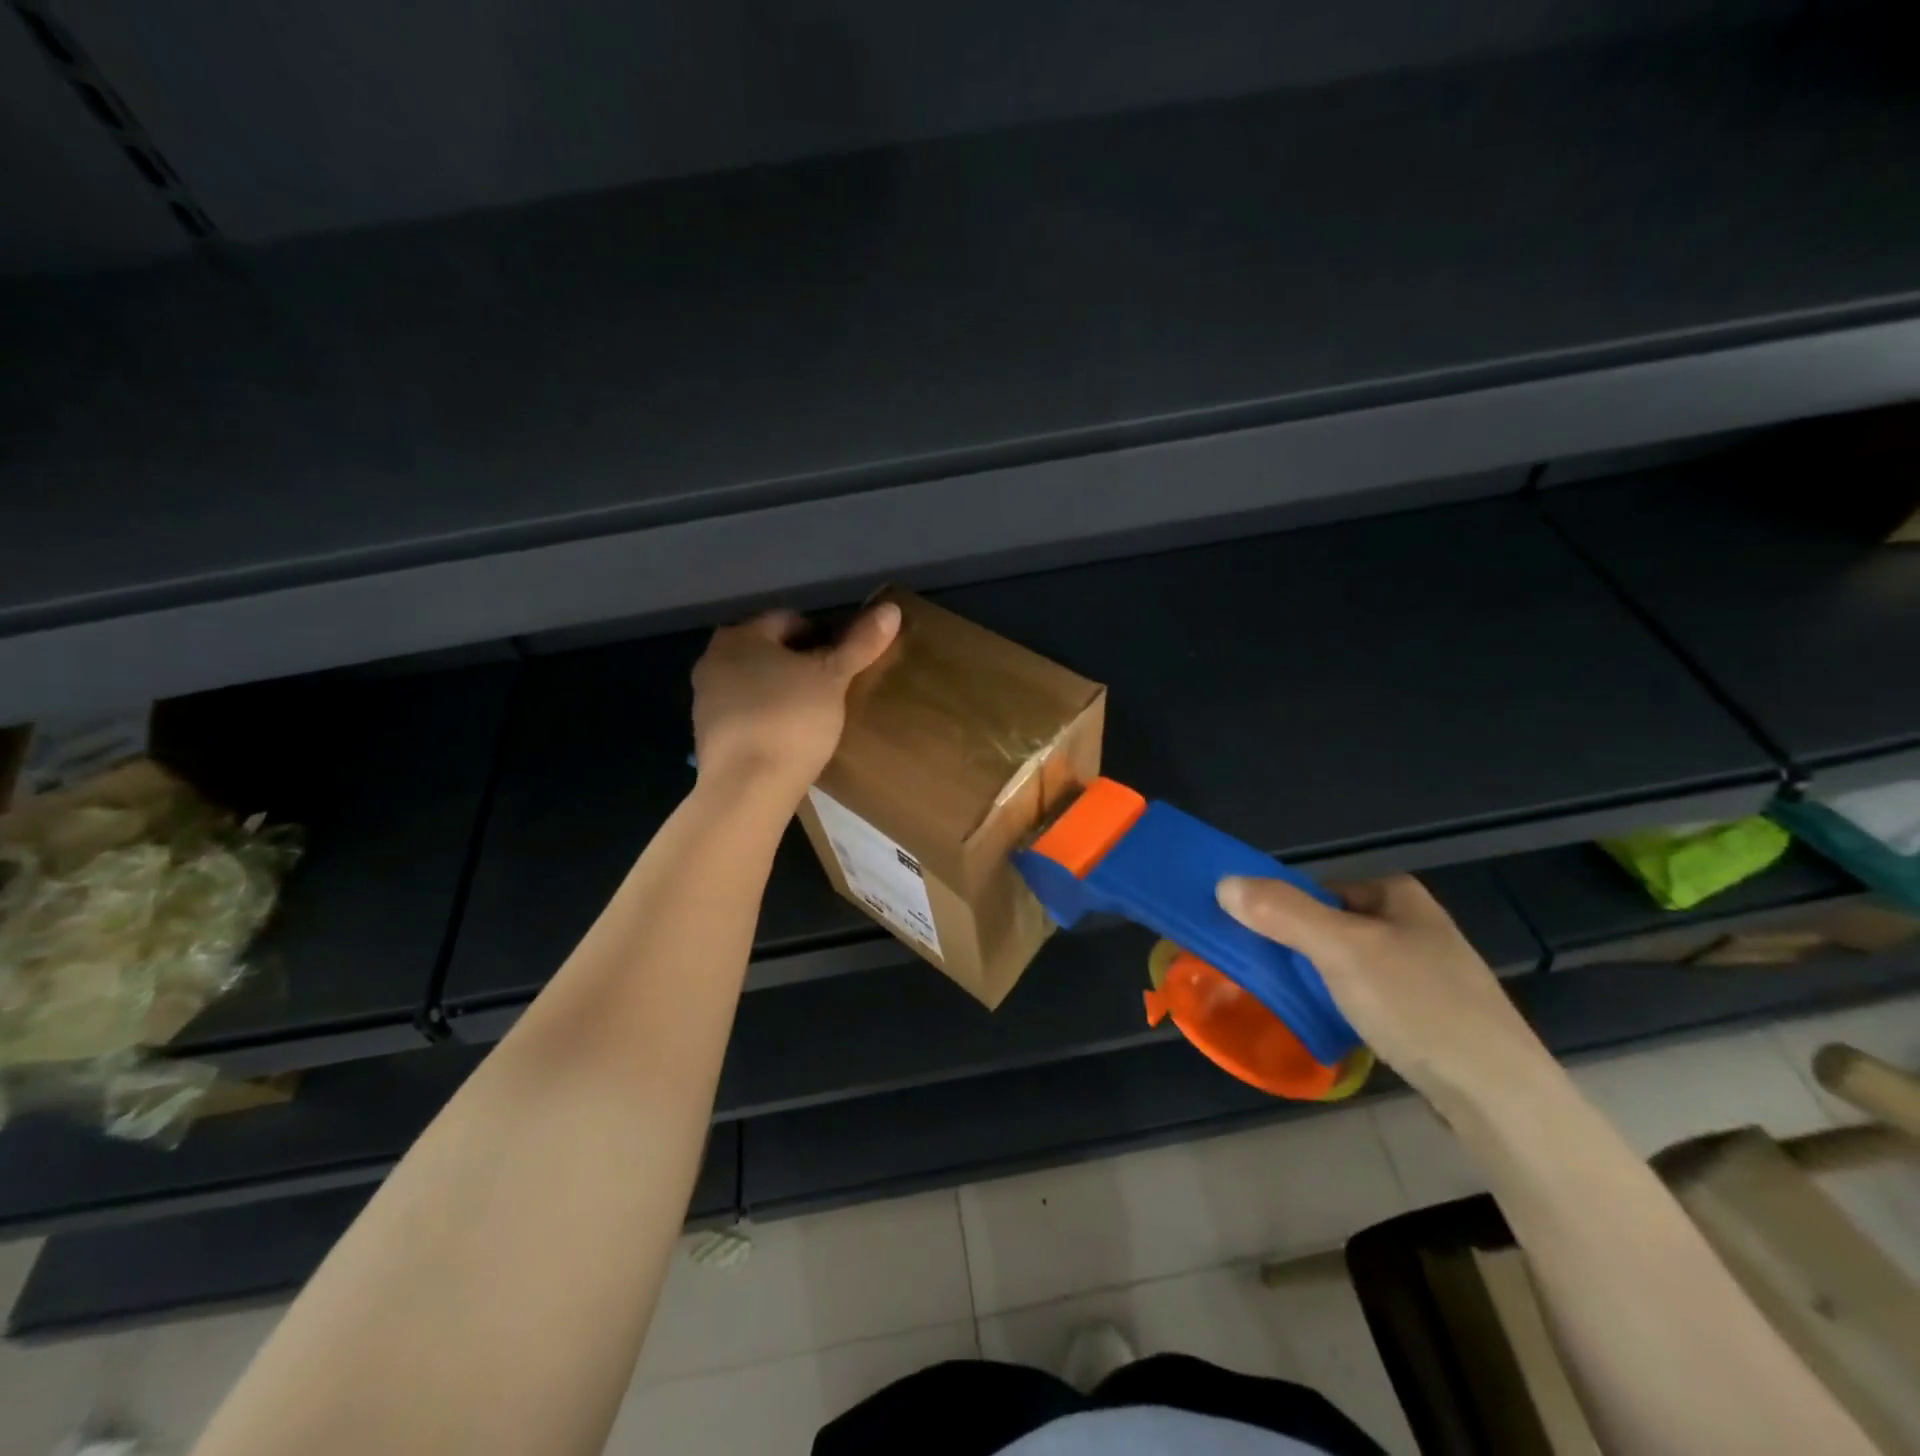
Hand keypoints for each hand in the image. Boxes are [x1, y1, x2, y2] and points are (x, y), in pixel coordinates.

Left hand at [691, 603, 901, 803]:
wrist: (747, 787)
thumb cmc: (790, 719)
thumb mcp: (832, 678)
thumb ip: (859, 643)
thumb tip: (890, 609)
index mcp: (739, 635)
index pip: (788, 620)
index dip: (823, 634)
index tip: (846, 659)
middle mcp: (713, 660)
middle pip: (769, 651)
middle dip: (800, 662)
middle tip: (835, 684)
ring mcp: (706, 700)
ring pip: (755, 682)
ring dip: (783, 690)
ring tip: (817, 711)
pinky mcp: (709, 736)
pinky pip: (747, 714)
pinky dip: (769, 717)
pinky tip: (792, 736)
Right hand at [1217, 873, 1554, 1109]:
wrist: (1499, 1096)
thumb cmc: (1417, 1005)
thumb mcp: (1340, 949)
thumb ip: (1281, 912)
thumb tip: (1223, 883)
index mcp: (1399, 895)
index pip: (1319, 889)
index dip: (1283, 911)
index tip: (1258, 942)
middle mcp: (1415, 924)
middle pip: (1333, 926)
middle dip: (1300, 948)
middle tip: (1270, 975)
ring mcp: (1427, 972)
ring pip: (1350, 964)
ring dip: (1319, 980)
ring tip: (1296, 1004)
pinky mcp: (1432, 1015)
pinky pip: (1370, 997)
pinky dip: (1345, 1006)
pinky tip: (1335, 1028)